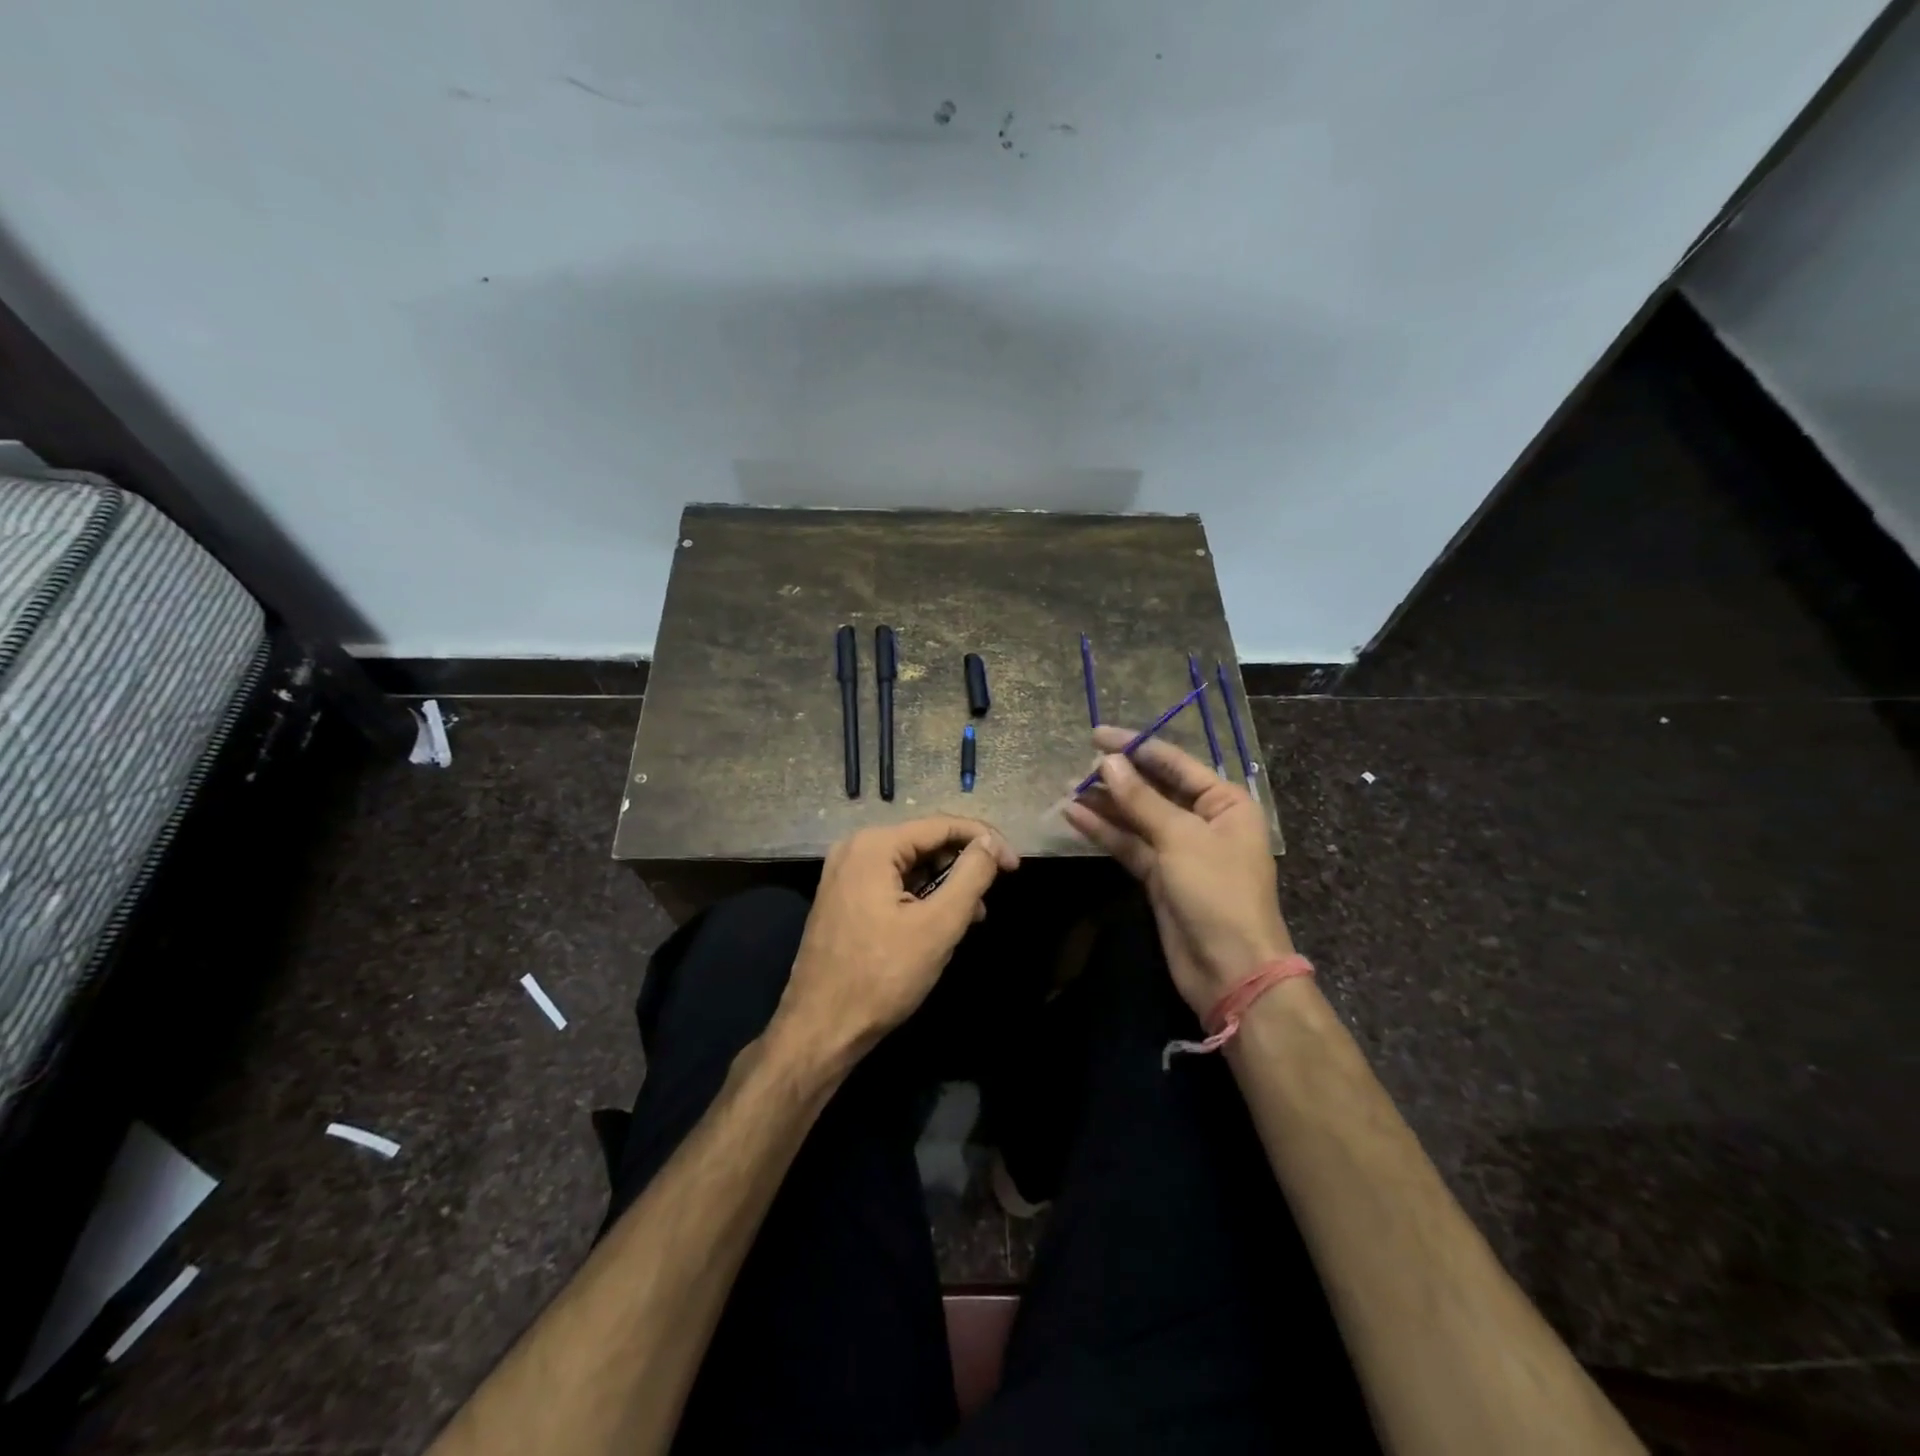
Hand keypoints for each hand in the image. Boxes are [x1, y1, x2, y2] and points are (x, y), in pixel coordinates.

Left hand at [772, 816, 1018, 1066]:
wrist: (820, 1029)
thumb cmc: (882, 976)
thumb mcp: (938, 925)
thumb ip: (971, 876)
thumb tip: (991, 843)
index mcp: (874, 845)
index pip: (942, 825)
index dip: (985, 841)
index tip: (1015, 866)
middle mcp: (855, 848)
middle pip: (924, 842)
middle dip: (963, 865)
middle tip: (992, 896)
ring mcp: (845, 874)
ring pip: (910, 865)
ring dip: (945, 885)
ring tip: (972, 918)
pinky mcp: (844, 898)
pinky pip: (892, 883)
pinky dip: (921, 897)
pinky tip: (941, 924)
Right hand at [1063, 727, 1292, 1015]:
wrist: (1230, 969)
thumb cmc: (1217, 892)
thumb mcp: (1180, 838)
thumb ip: (1141, 799)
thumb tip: (1108, 762)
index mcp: (1224, 802)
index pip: (1174, 763)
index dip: (1135, 746)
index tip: (1096, 735)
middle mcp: (1204, 820)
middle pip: (1154, 789)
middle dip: (1117, 778)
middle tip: (1075, 767)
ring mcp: (1180, 850)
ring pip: (1137, 818)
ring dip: (1105, 805)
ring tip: (1066, 789)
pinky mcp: (1160, 877)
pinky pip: (1129, 845)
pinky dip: (1104, 832)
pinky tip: (1074, 816)